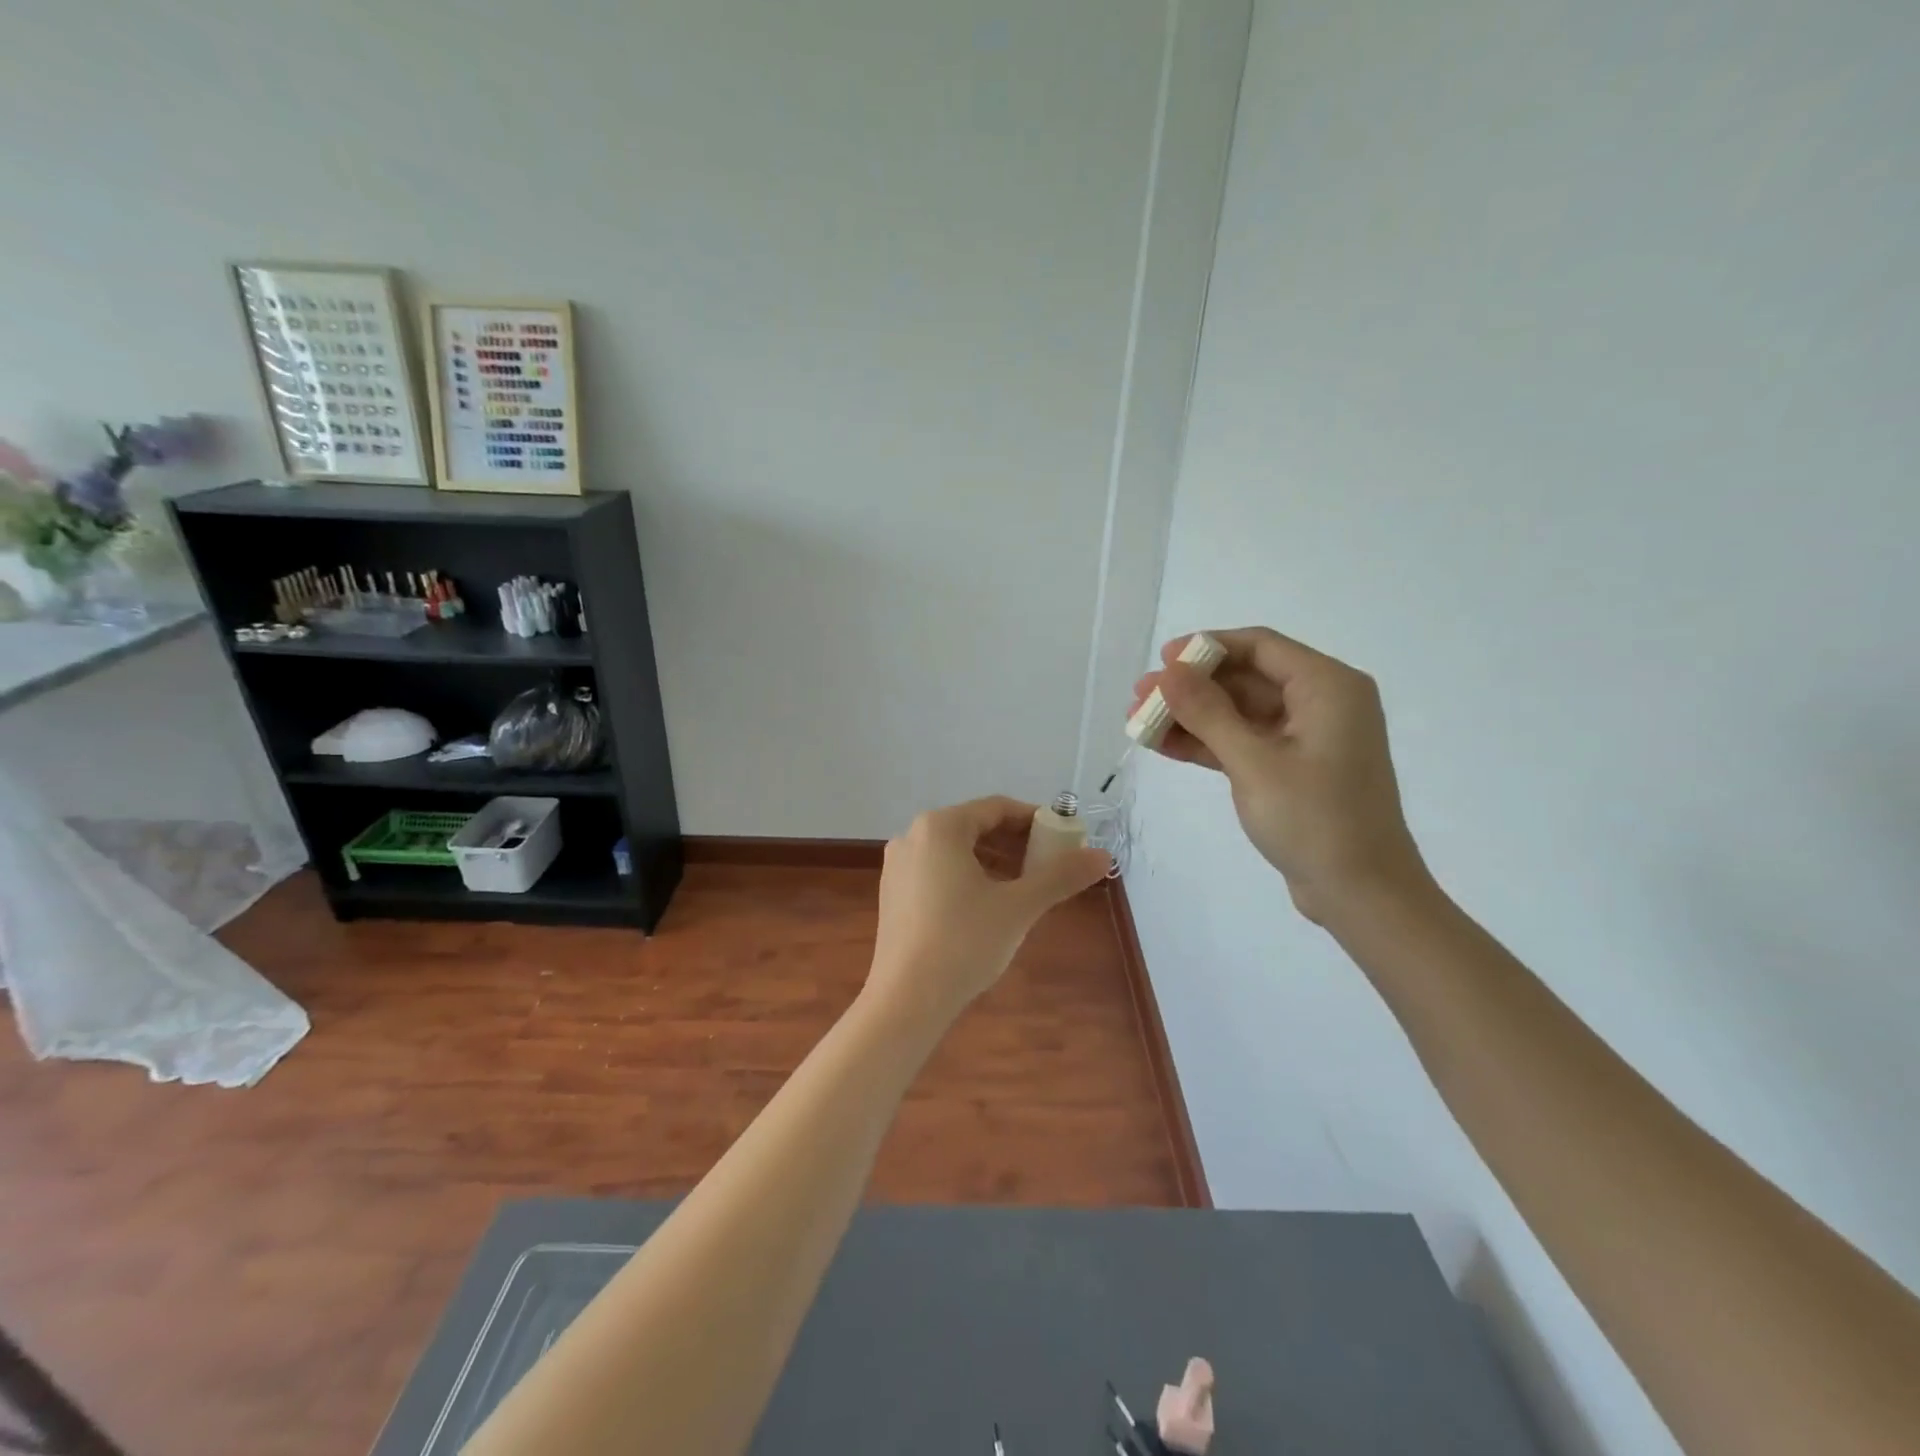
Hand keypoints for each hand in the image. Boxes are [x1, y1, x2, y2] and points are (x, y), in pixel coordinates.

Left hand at [867, 796, 1110, 1024]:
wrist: (906, 999)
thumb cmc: (964, 942)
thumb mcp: (1019, 906)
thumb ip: (1061, 876)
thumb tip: (1103, 856)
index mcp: (941, 827)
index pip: (997, 808)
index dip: (1035, 821)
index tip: (1064, 841)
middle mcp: (913, 836)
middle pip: (975, 827)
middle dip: (1015, 843)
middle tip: (1049, 866)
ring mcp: (898, 866)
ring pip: (956, 851)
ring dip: (993, 862)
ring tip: (1024, 888)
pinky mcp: (892, 894)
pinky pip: (937, 871)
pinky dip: (967, 878)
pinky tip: (987, 907)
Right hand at [1131, 628, 1428, 922]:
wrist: (1361, 894)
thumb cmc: (1315, 820)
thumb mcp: (1254, 763)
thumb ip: (1208, 713)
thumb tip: (1168, 672)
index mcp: (1328, 687)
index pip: (1260, 647)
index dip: (1207, 647)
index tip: (1162, 660)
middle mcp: (1321, 703)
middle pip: (1245, 679)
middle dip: (1190, 687)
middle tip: (1139, 697)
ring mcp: (1306, 738)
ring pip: (1239, 713)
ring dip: (1191, 717)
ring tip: (1139, 723)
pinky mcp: (1292, 769)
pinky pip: (1244, 742)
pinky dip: (1207, 743)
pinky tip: (1163, 746)